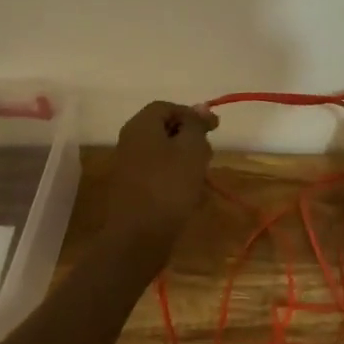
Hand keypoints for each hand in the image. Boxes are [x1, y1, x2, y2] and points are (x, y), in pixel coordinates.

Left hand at [105, 101, 219, 253]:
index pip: (167, 107)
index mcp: (141, 126)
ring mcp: (129, 166)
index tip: (214, 129)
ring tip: (202, 175)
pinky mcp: (133, 189)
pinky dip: (175, 176)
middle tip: (208, 152)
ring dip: (184, 159)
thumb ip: (196, 125)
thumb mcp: (191, 149)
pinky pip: (157, 173)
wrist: (139, 236)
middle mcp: (130, 141)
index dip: (192, 114)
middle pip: (163, 129)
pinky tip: (189, 193)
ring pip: (162, 152)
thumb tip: (201, 108)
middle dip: (189, 137)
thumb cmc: (169, 186)